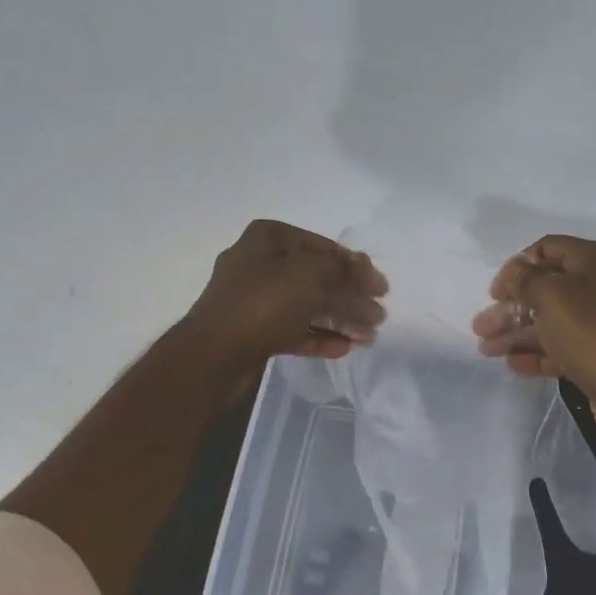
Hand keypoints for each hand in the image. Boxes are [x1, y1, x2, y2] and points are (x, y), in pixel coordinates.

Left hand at [181, 219, 387, 378]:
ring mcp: (255, 299)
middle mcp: (260, 264)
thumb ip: (344, 270)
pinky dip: (319, 336)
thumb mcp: (311, 275)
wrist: (214, 355)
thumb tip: (367, 269)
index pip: (323, 246)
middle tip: (378, 317)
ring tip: (368, 336)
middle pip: (317, 278)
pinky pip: (294, 329)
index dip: (355, 267)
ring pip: (307, 305)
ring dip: (340, 319)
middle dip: (350, 297)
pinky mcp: (254, 331)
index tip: (381, 288)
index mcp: (269, 239)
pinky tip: (344, 347)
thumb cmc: (263, 303)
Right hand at [471, 235, 595, 446]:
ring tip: (486, 350)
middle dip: (511, 307)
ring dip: (517, 333)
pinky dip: (538, 352)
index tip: (495, 292)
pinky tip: (513, 364)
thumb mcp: (552, 297)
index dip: (517, 266)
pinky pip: (564, 347)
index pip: (549, 248)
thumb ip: (526, 280)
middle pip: (548, 288)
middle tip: (481, 327)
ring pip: (552, 321)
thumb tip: (516, 272)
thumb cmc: (592, 334)